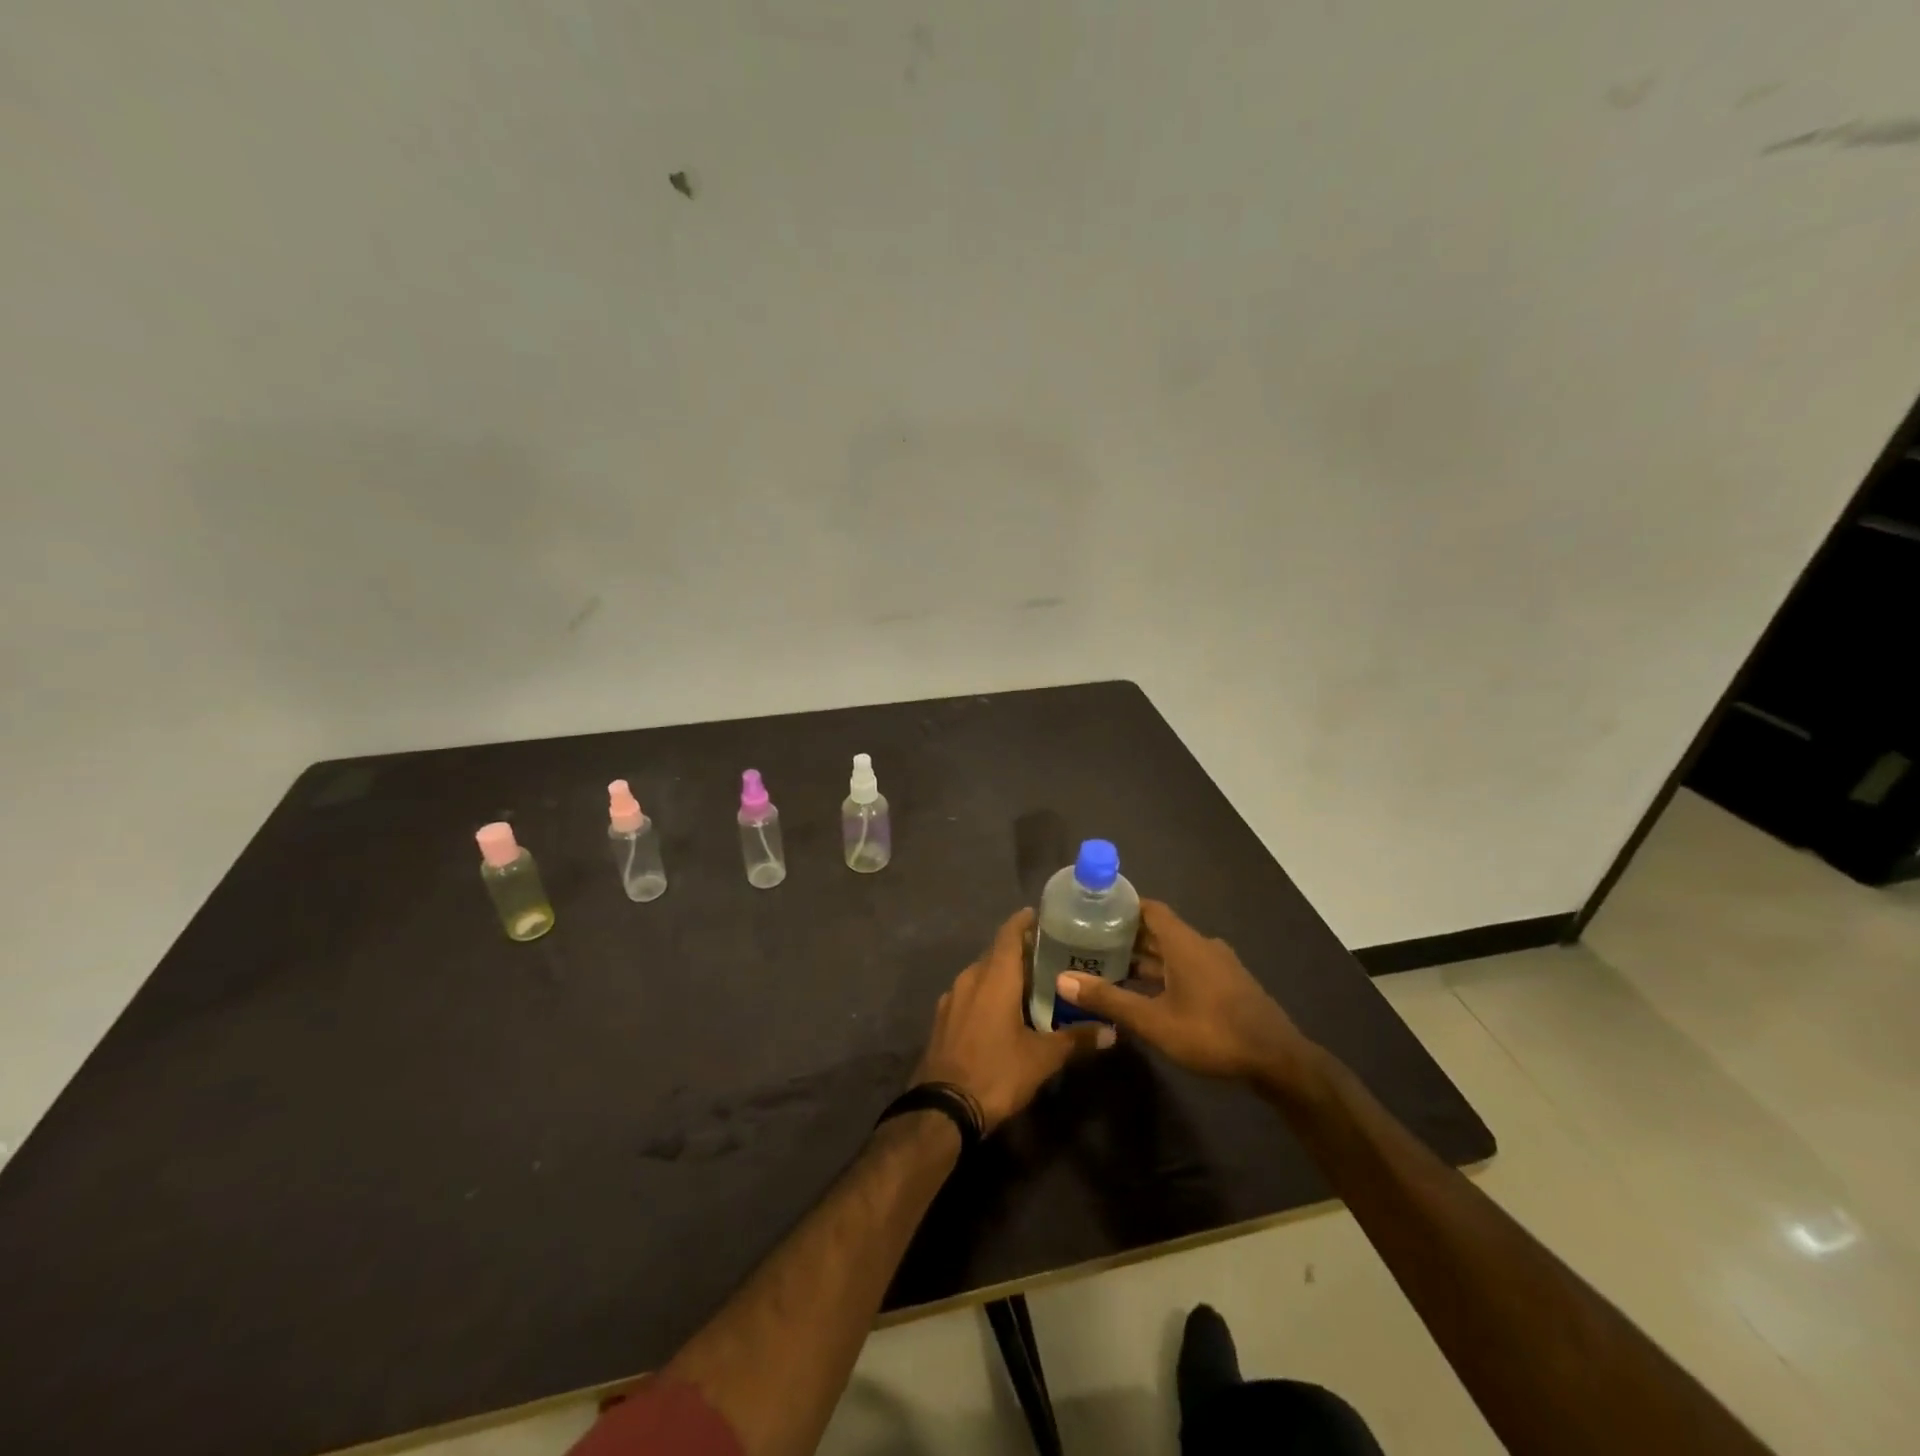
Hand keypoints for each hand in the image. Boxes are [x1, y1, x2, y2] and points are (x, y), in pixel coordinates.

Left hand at [913, 909, 1112, 1132]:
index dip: (1024, 921)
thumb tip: (1111, 1030)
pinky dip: (988, 994)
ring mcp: (951, 998)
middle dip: (1021, 952)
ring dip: (1004, 975)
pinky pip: (969, 994)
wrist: (942, 1108)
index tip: (1043, 917)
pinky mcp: (942, 1019)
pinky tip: (1003, 1013)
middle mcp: (969, 978)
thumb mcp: (1042, 1058)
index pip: (1009, 933)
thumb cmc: (996, 1072)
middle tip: (1051, 958)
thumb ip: (1076, 1039)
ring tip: (1032, 986)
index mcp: (994, 977)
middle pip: (997, 953)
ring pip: (981, 974)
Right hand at [1055, 900, 1313, 1085]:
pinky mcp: (1227, 986)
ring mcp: (1217, 966)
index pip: (1149, 908)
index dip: (1122, 905)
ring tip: (1110, 968)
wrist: (1278, 1062)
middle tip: (1090, 943)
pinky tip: (1146, 994)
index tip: (1093, 910)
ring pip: (1173, 952)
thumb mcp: (1154, 1020)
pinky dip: (1164, 974)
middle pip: (1159, 930)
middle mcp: (1201, 946)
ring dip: (1145, 958)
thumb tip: (1063, 980)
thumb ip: (1109, 999)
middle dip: (1126, 935)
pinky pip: (1187, 968)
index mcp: (1184, 943)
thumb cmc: (1212, 1033)